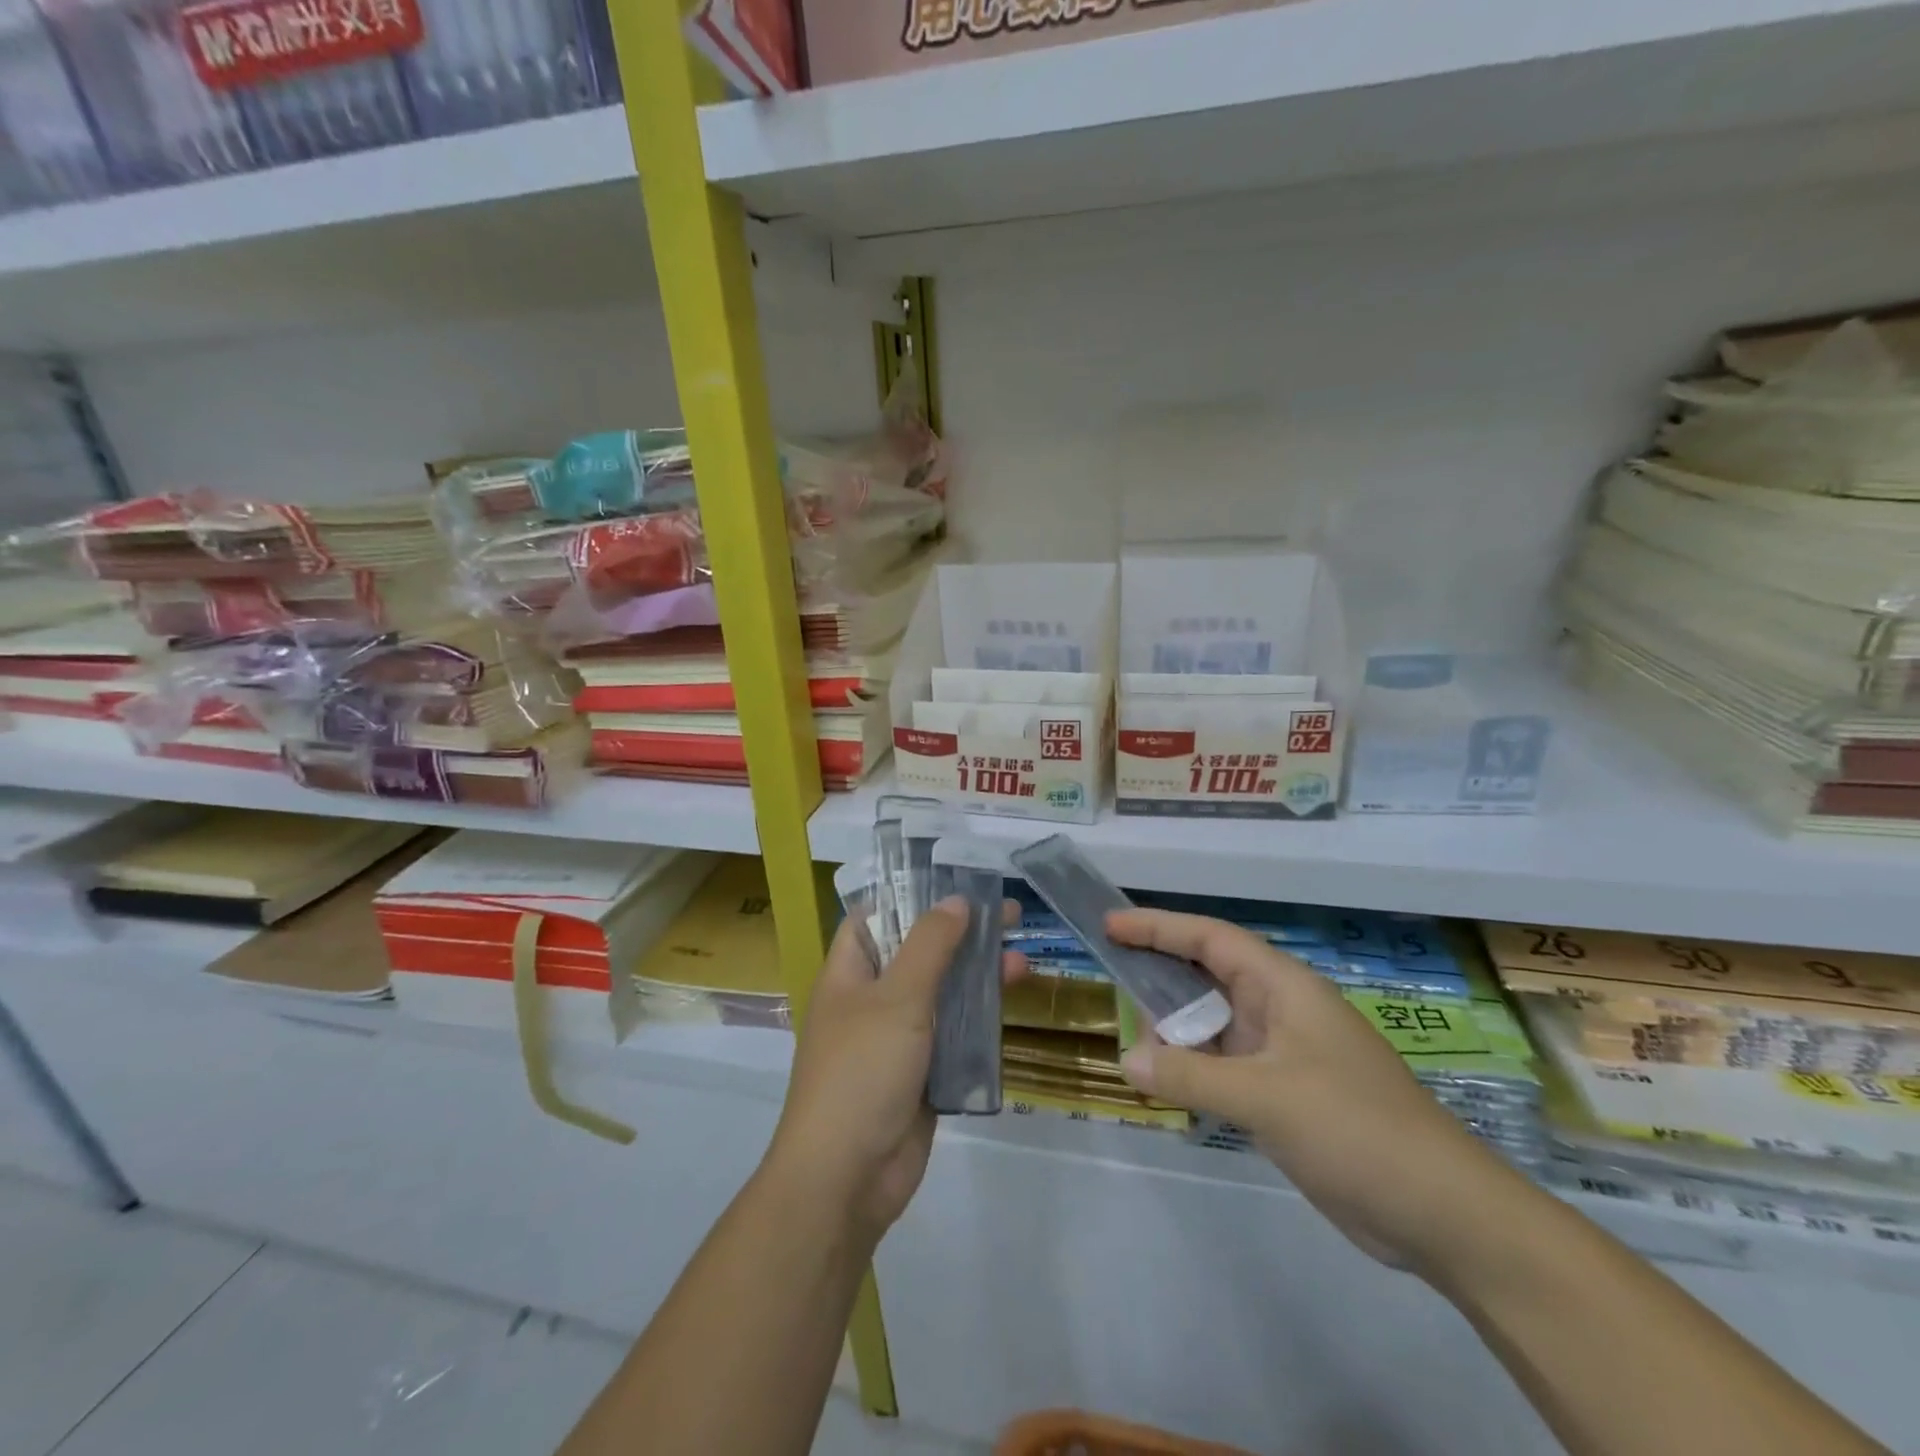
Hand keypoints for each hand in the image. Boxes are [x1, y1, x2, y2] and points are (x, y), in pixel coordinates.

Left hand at [769, 898, 1025, 1246]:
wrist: (847, 1178)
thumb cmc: (862, 1071)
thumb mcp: (898, 997)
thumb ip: (930, 945)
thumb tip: (955, 901)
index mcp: (850, 972)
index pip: (876, 916)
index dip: (911, 894)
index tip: (956, 880)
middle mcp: (872, 999)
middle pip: (919, 951)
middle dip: (961, 933)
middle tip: (1009, 914)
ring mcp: (898, 1038)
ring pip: (943, 993)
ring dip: (978, 976)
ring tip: (1021, 960)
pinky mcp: (922, 1072)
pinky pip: (954, 1034)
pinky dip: (980, 1019)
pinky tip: (1010, 1006)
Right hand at [1109, 908, 1523, 1275]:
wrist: (1441, 1213)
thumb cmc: (1354, 1128)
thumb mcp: (1265, 1097)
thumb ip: (1190, 1075)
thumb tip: (1127, 1060)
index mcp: (1284, 988)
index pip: (1212, 939)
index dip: (1159, 927)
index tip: (1111, 926)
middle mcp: (1281, 1011)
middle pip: (1209, 976)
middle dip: (1160, 972)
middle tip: (1111, 974)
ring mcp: (1284, 1055)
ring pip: (1214, 1024)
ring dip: (1174, 1028)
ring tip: (1131, 1036)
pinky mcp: (1286, 1095)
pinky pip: (1224, 1065)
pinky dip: (1192, 1067)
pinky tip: (1166, 1081)